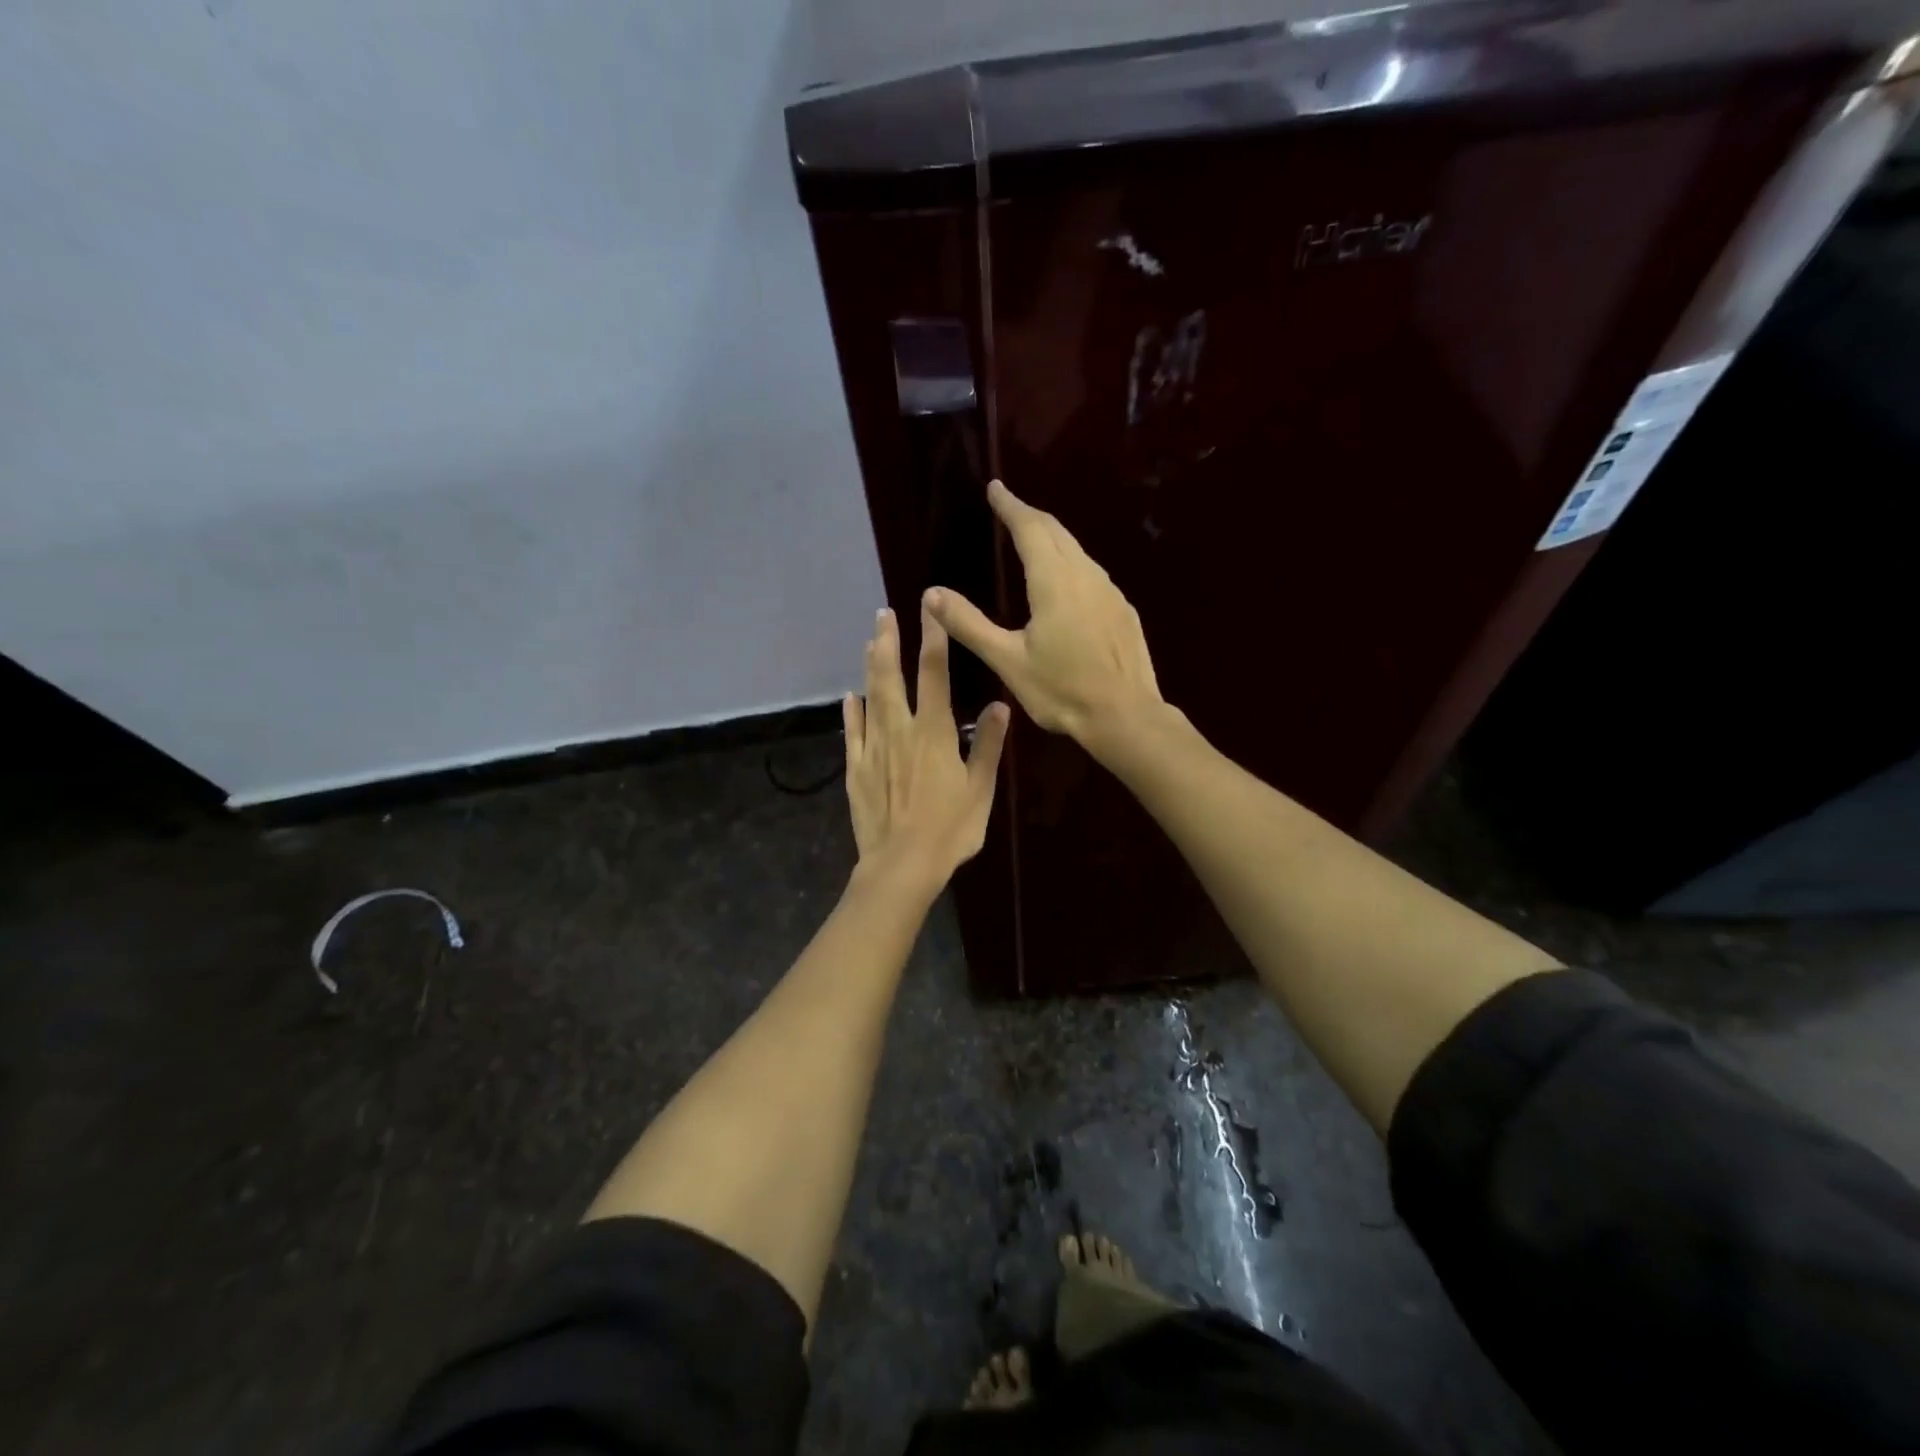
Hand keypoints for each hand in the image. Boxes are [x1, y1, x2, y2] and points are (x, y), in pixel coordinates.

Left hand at [844, 605, 1010, 887]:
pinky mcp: (855, 770)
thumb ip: (986, 745)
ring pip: (869, 698)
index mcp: (933, 732)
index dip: (933, 638)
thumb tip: (999, 705)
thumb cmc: (949, 829)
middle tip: (883, 613)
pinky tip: (849, 697)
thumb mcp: (980, 789)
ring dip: (870, 668)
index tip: (930, 609)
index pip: (934, 674)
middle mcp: (900, 731)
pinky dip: (851, 712)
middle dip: (888, 642)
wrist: (902, 865)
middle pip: (891, 677)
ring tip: (869, 641)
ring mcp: (873, 749)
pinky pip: (852, 733)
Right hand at [926, 480, 1164, 752]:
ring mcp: (1110, 592)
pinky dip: (1072, 564)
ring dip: (1053, 538)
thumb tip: (931, 593)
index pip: (1030, 528)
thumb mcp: (1007, 660)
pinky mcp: (1123, 611)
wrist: (1125, 716)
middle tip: (1010, 507)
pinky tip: (1068, 582)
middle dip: (1031, 516)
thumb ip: (969, 625)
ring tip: (1034, 539)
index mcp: (1053, 581)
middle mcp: (1085, 575)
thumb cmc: (1062, 690)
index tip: (996, 488)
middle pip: (1057, 532)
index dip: (1010, 506)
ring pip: (1078, 552)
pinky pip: (1092, 574)